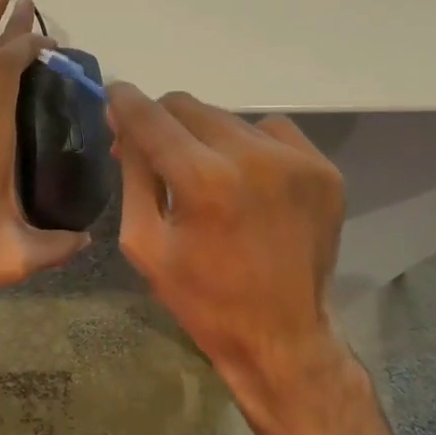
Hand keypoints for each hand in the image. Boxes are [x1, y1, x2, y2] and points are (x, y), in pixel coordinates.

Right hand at [107, 84, 349, 426]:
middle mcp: (253, 157)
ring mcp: (296, 160)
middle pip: (189, 106)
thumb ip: (133, 174)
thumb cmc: (202, 299)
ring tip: (204, 173)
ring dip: (205, 136)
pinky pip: (270, 132)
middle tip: (153, 149)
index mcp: (204, 180)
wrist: (282, 338)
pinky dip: (248, 145)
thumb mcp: (144, 242)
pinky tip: (244, 178)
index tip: (113, 96)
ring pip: (228, 118)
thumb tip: (124, 125)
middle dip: (163, 122)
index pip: (151, 116)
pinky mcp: (323, 170)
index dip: (124, 101)